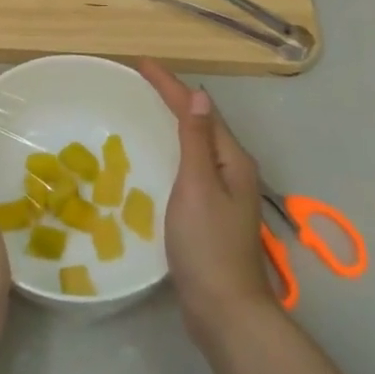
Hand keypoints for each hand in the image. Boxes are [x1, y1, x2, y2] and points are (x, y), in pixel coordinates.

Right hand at [138, 60, 276, 338]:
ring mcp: (225, 193)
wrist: (225, 309)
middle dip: (174, 98)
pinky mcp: (212, 212)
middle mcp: (232, 170)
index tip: (142, 63)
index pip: (199, 109)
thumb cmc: (207, 245)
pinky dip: (174, 148)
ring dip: (175, 121)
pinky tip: (159, 155)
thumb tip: (199, 97)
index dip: (170, 85)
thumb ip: (197, 141)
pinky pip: (192, 165)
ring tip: (148, 107)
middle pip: (202, 122)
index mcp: (231, 159)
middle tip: (141, 81)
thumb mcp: (197, 186)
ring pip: (198, 144)